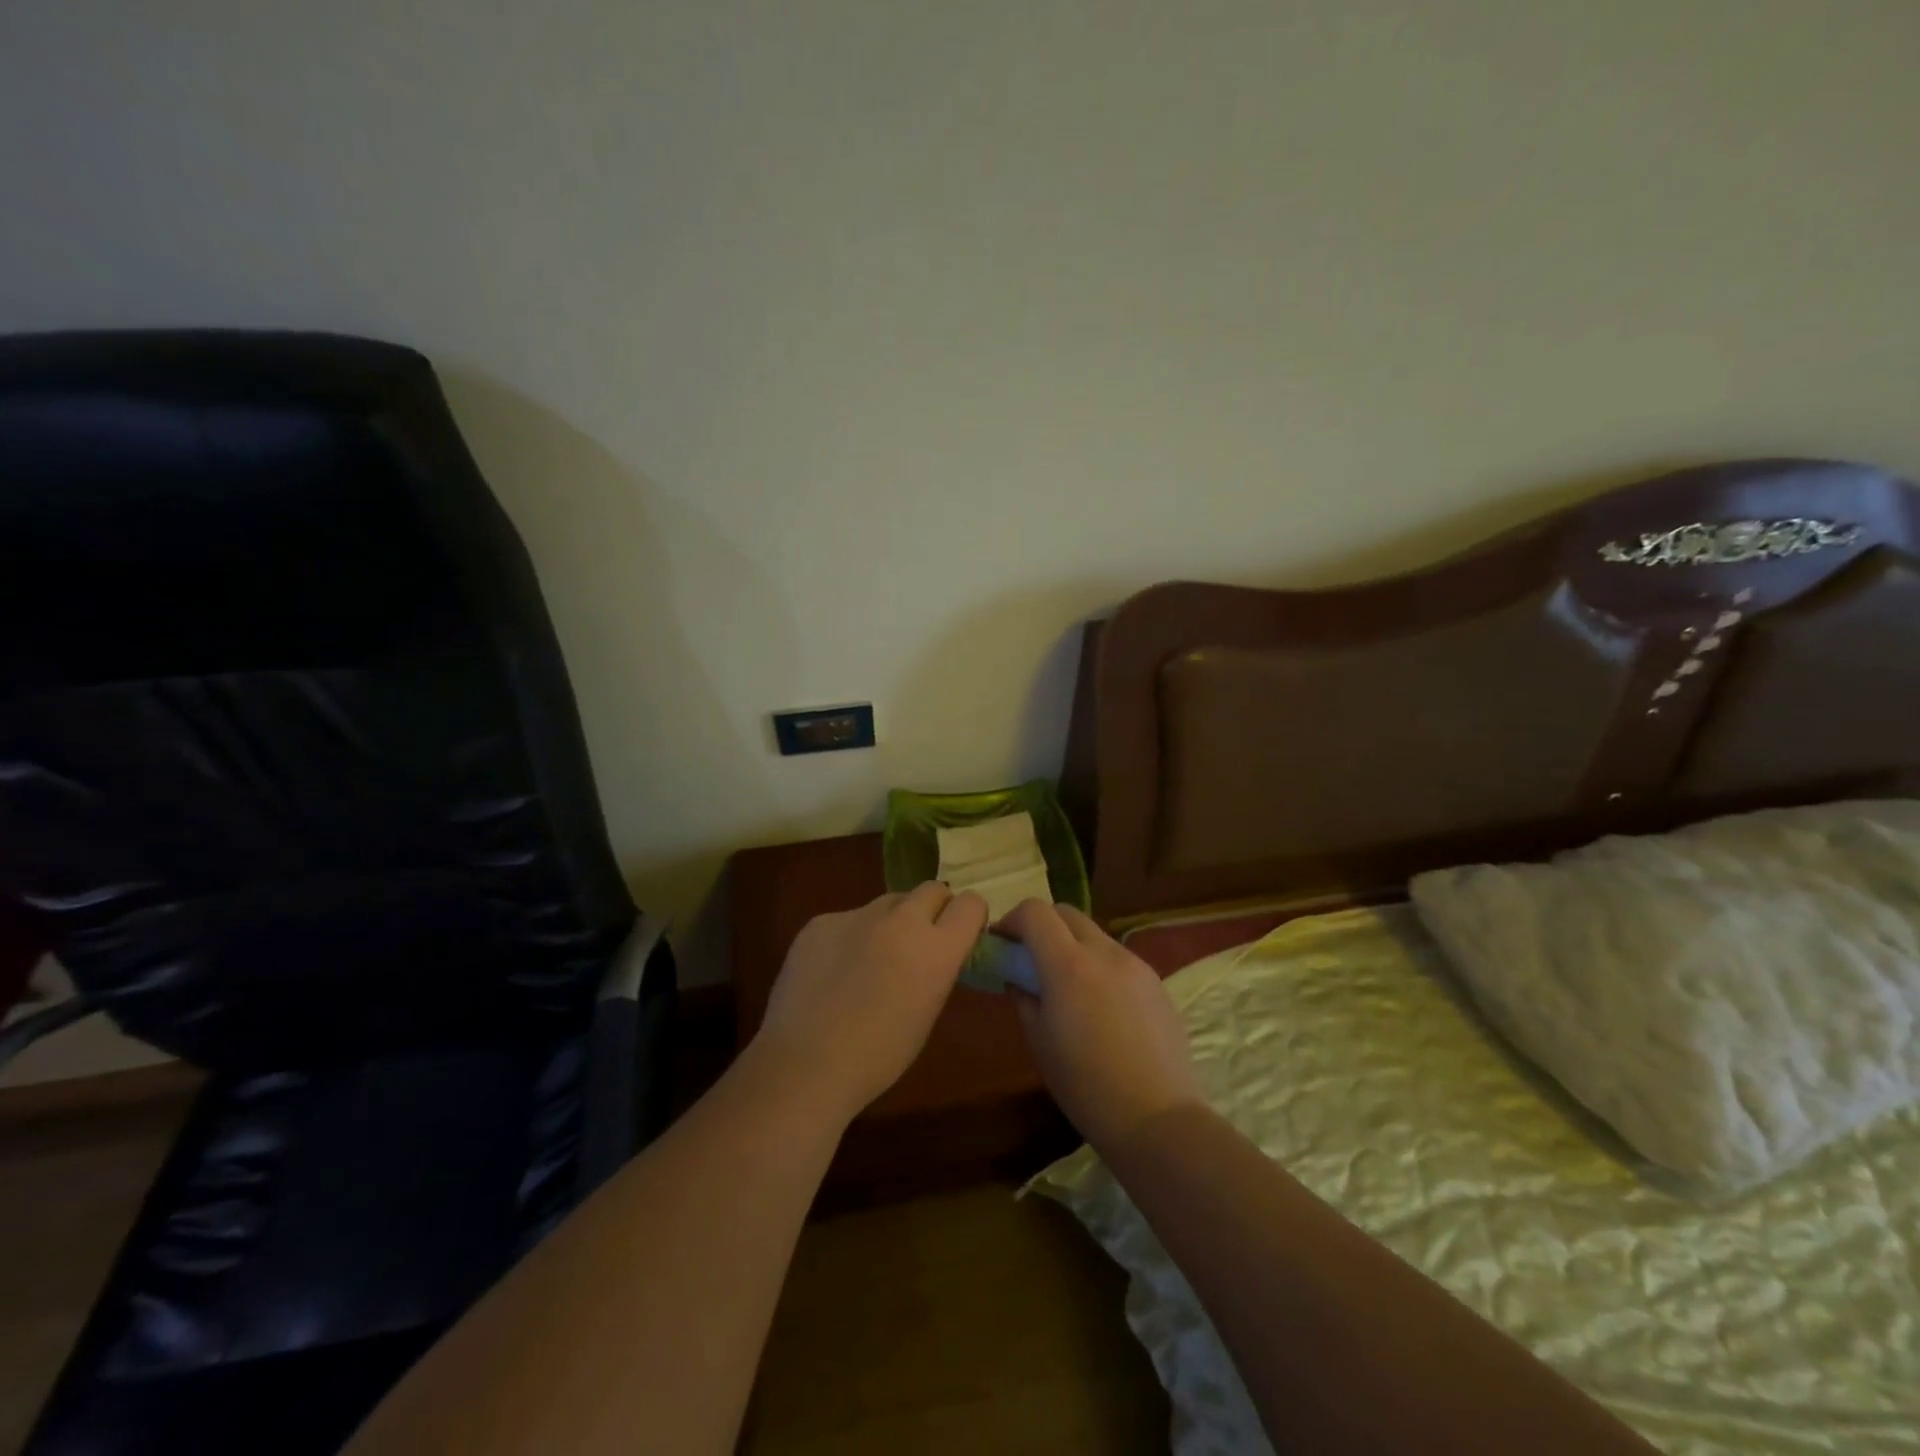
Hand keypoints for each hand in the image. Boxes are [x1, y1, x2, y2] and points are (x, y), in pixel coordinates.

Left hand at [754, 882, 987, 1123]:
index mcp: (936, 949)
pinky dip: (848, 937)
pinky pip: (847, 919)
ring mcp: (857, 915)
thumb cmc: (878, 1056)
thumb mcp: (927, 1012)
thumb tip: (933, 953)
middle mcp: (902, 920)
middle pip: (931, 889)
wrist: (805, 1065)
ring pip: (887, 902)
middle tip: (917, 942)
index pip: (971, 904)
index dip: (968, 917)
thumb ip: (936, 969)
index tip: (959, 935)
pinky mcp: (821, 921)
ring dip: (890, 922)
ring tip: (869, 960)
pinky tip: (831, 972)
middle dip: (932, 909)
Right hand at [999, 900, 1204, 1151]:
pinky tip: (1099, 1006)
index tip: (1002, 944)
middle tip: (1029, 959)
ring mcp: (1135, 964)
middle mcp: (1104, 952)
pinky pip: (1117, 958)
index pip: (1035, 912)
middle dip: (1042, 926)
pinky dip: (1098, 965)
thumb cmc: (1086, 1086)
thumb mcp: (1038, 1041)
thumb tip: (1018, 975)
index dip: (1012, 920)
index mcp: (1069, 965)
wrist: (1158, 1118)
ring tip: (1066, 986)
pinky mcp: (1156, 981)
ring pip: (1094, 934)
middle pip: (1066, 913)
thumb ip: (1023, 996)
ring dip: (1071, 945)